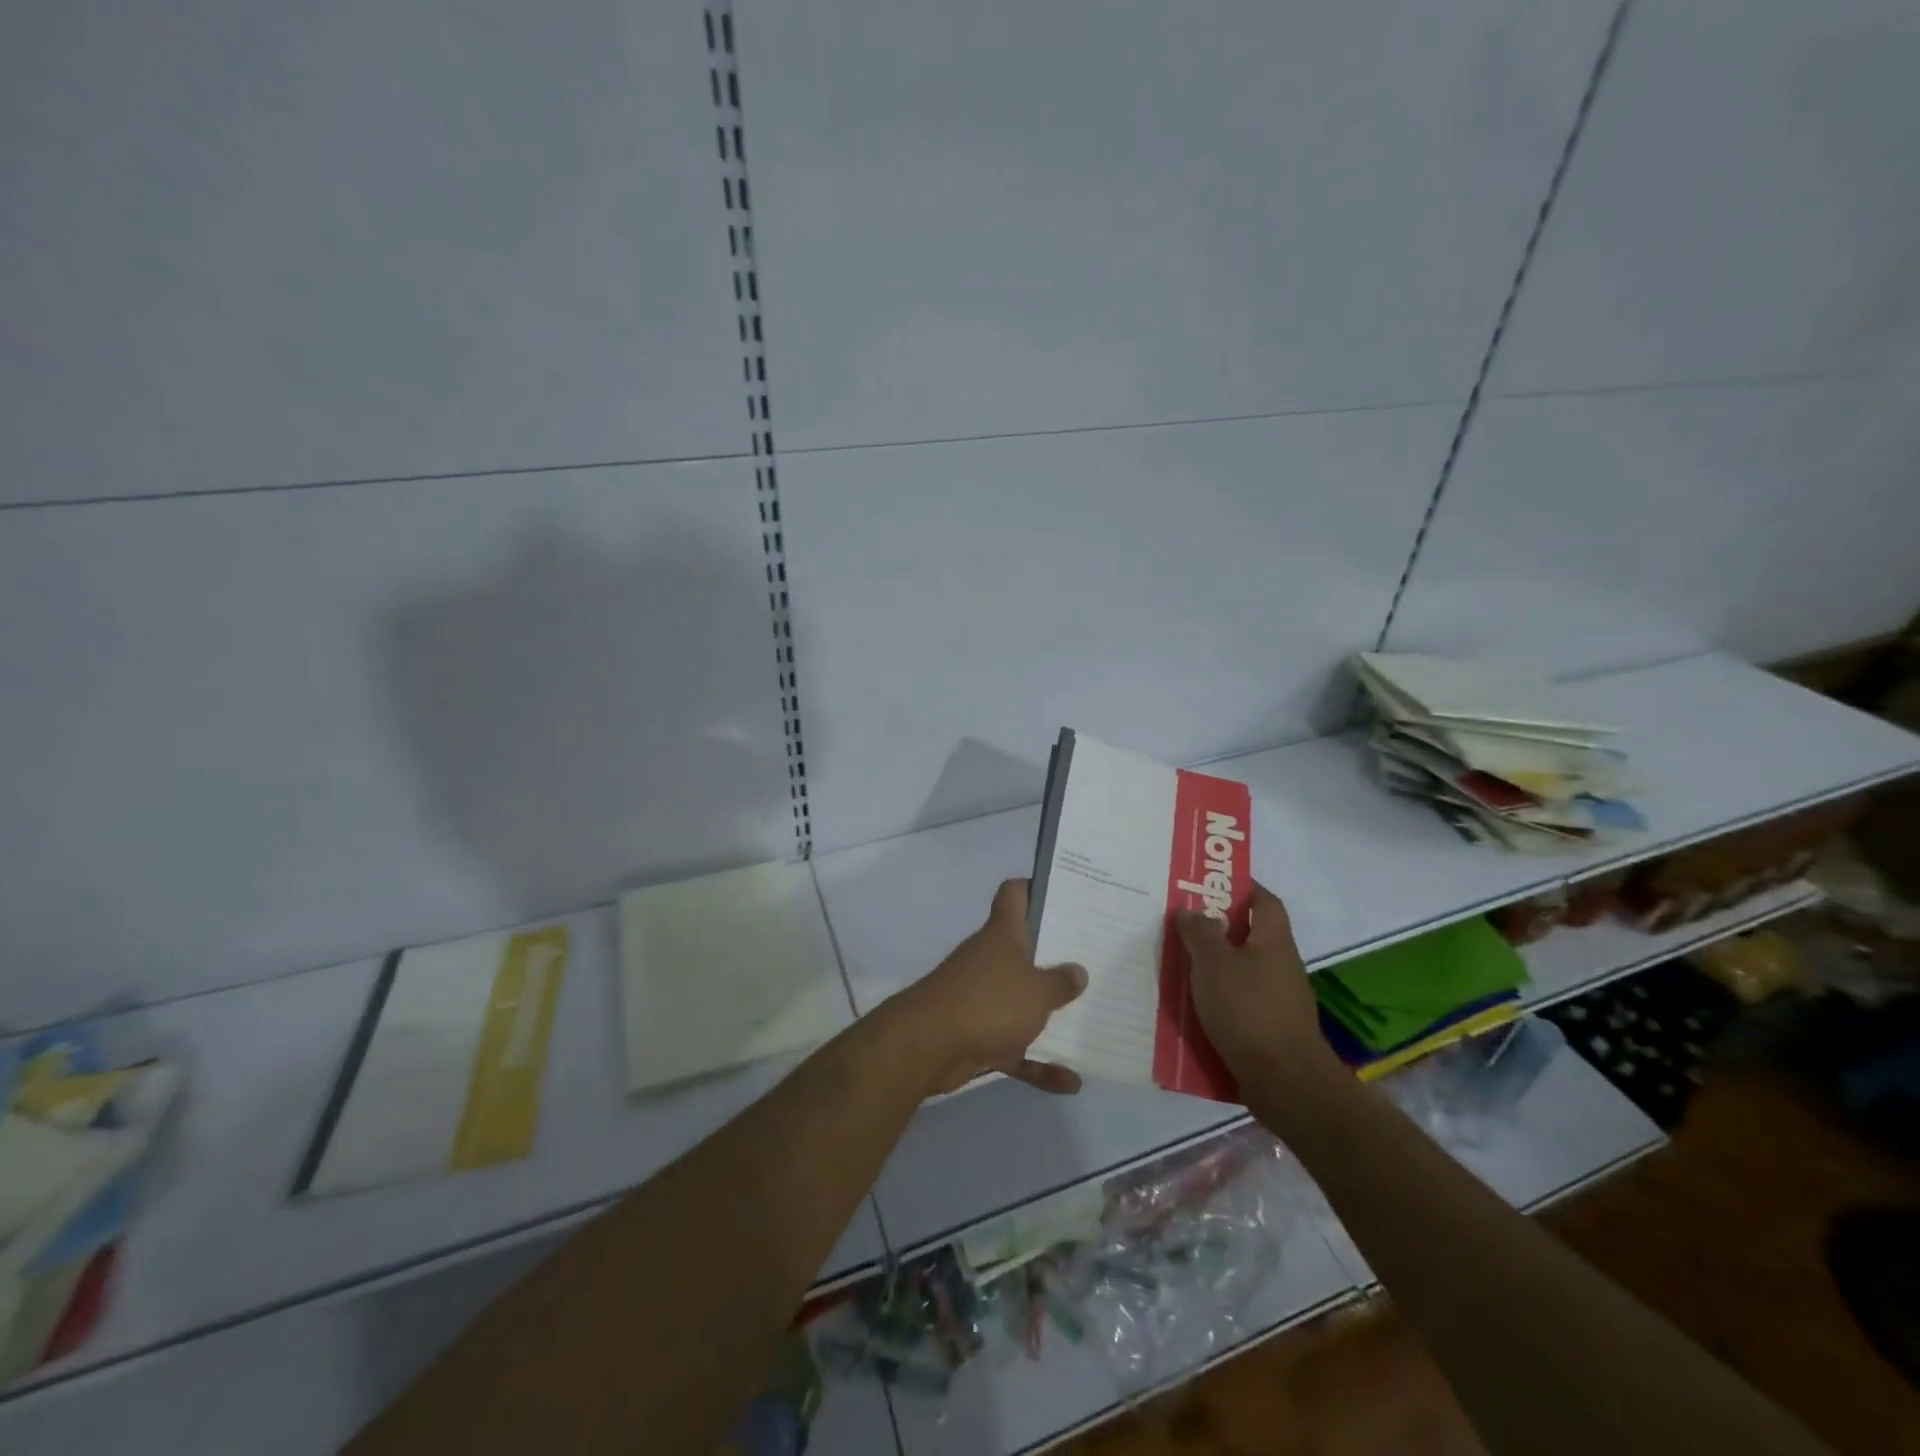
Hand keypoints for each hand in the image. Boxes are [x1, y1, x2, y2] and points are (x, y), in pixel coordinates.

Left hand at [890, 879, 1087, 1096]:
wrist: (930, 1045)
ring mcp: (983, 998)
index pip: (1015, 894)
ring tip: (1092, 1022)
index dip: (1035, 887)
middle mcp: (991, 960)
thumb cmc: (989, 1001)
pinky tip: (1071, 1081)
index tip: (1064, 892)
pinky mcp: (978, 1035)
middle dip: (1056, 958)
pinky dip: (1039, 1064)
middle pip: (1025, 950)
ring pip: (1022, 1002)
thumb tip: (1077, 971)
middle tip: (1095, 960)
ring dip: (1050, 1016)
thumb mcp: (1037, 991)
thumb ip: (1061, 982)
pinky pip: (1016, 1048)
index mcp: (1003, 935)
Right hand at [1175, 881, 1339, 1094]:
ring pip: (1243, 972)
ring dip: (1216, 967)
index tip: (1212, 884)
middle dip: (1220, 930)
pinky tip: (1194, 1008)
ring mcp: (1280, 1000)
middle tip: (1184, 925)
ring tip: (1180, 966)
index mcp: (1273, 941)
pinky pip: (1241, 1003)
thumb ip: (1200, 933)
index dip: (1243, 888)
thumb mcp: (1214, 963)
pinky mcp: (1272, 1030)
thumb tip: (1192, 910)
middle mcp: (1281, 965)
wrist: (1285, 1082)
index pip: (1265, 901)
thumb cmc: (1249, 1010)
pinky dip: (1220, 1000)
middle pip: (1251, 937)